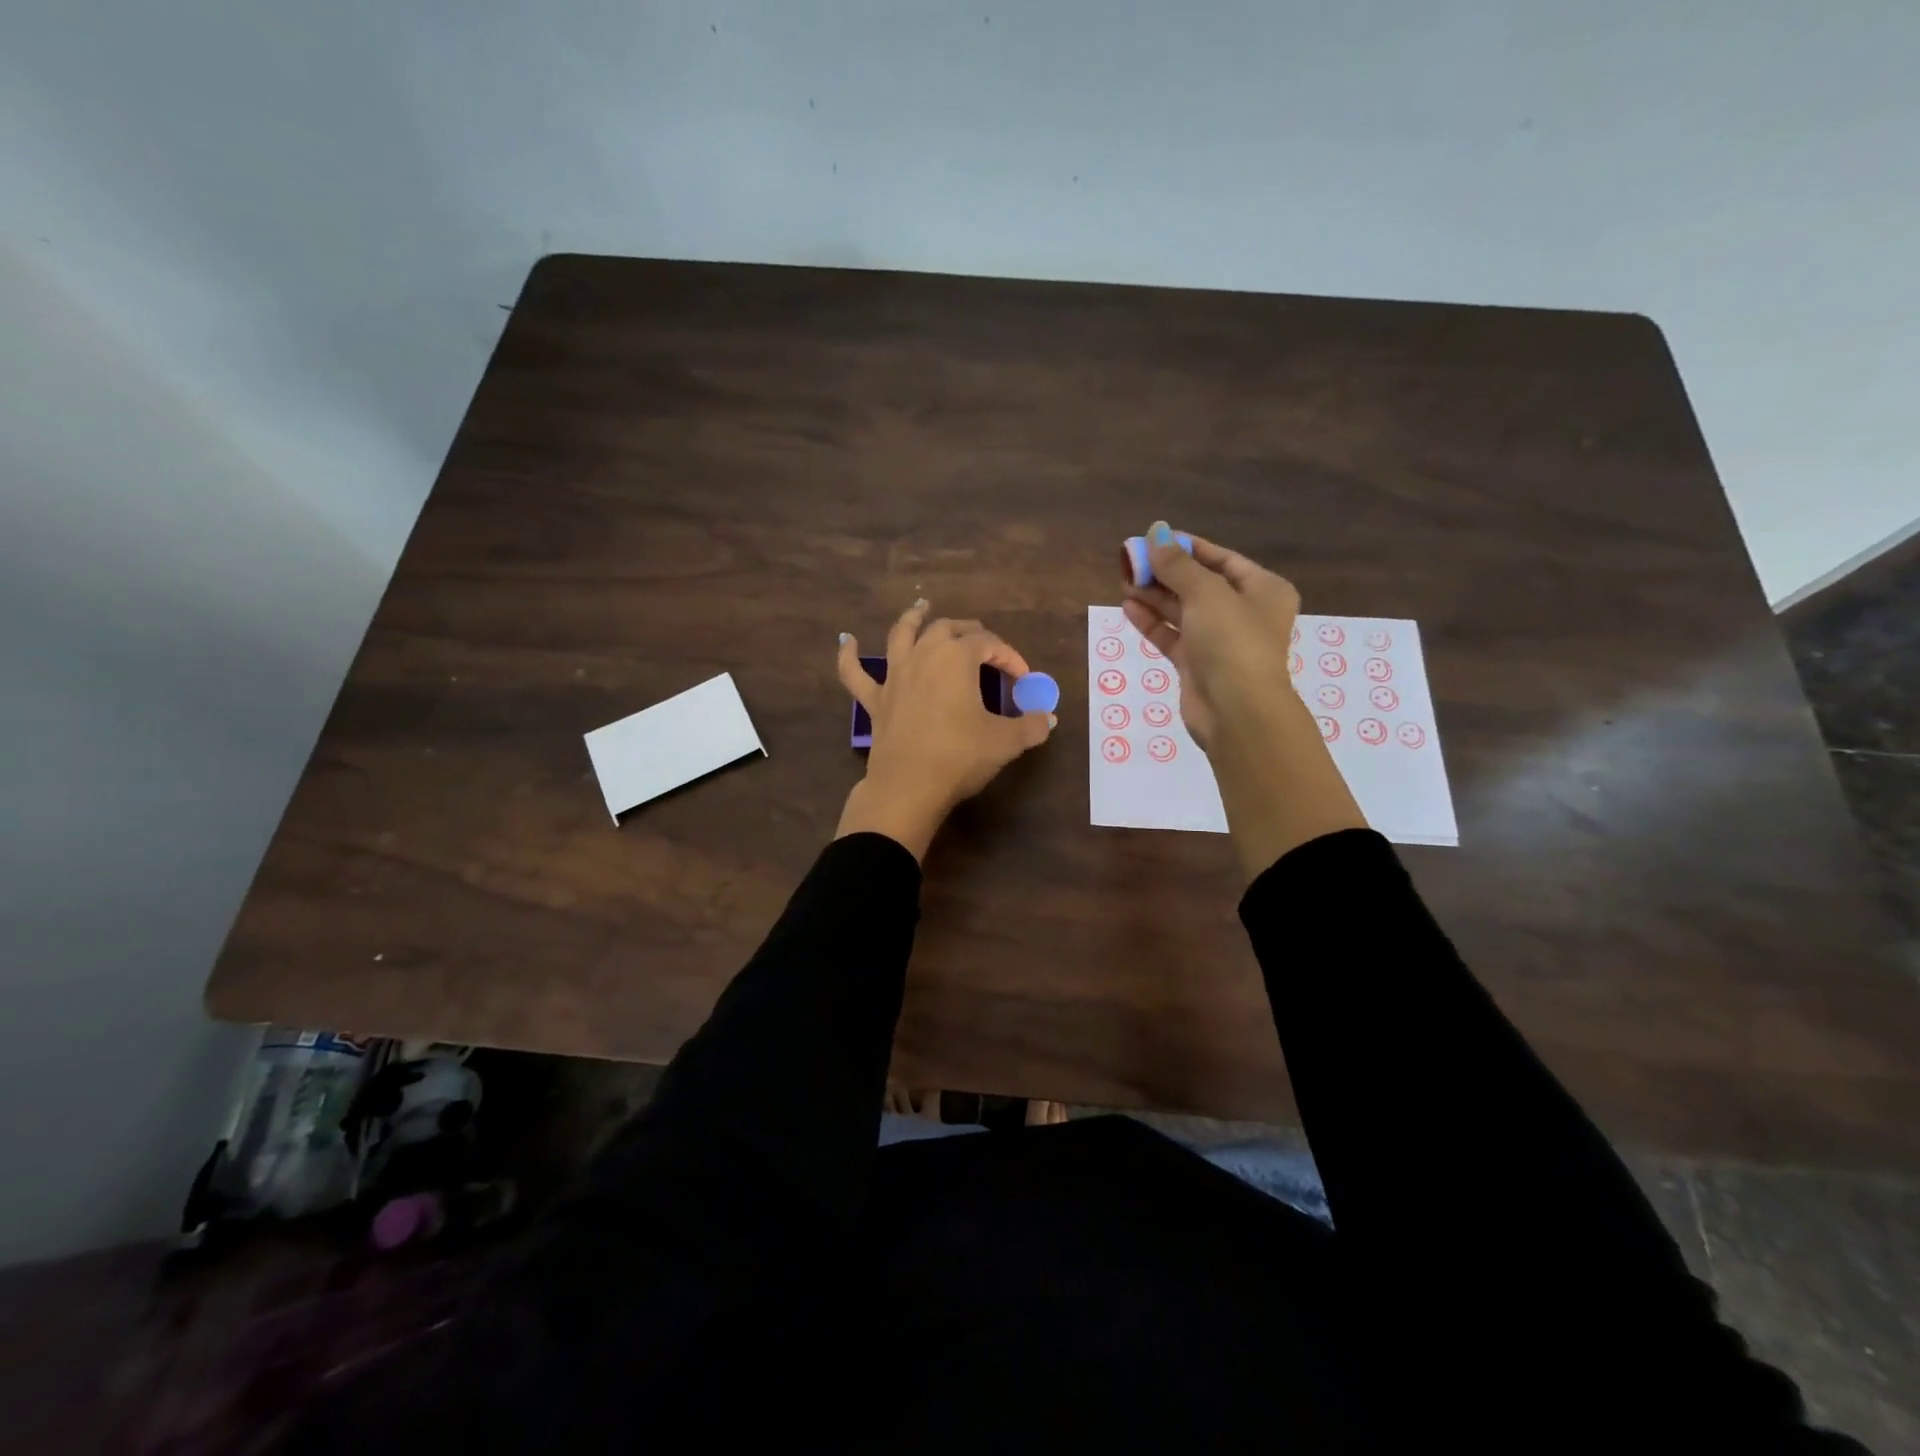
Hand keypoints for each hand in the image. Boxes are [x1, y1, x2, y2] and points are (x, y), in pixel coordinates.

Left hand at [835, 601, 1054, 859]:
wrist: (909, 787)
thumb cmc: (960, 757)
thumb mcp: (1005, 742)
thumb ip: (1031, 726)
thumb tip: (1048, 720)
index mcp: (956, 658)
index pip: (989, 644)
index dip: (1010, 657)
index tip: (1023, 678)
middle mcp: (923, 655)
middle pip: (947, 629)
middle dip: (968, 631)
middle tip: (982, 641)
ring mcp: (894, 676)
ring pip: (902, 635)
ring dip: (913, 619)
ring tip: (921, 608)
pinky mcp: (875, 700)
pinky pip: (854, 672)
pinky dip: (849, 655)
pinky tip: (847, 641)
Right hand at [1123, 523, 1365, 878]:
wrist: (1236, 711)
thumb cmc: (1232, 641)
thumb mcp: (1206, 593)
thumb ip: (1177, 564)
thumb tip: (1155, 531)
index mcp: (1262, 590)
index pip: (1222, 559)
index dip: (1188, 547)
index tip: (1154, 539)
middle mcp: (1244, 613)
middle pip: (1199, 584)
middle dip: (1165, 572)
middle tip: (1130, 560)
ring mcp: (1219, 642)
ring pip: (1182, 611)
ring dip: (1154, 596)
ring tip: (1123, 580)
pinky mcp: (1197, 665)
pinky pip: (1172, 636)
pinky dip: (1152, 622)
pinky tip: (1128, 606)